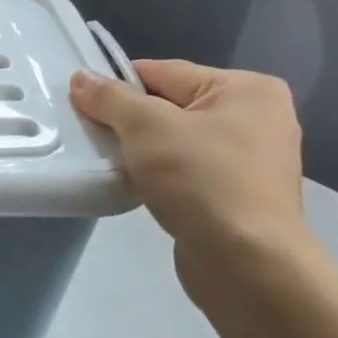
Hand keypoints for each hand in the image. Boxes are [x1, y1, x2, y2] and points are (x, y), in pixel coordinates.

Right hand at [70, 59, 309, 267]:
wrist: (248, 265)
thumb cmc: (202, 180)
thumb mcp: (146, 127)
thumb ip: (110, 98)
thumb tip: (81, 77)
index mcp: (246, 89)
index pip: (162, 72)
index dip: (118, 86)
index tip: (82, 105)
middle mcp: (257, 117)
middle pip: (168, 105)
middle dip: (128, 120)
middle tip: (92, 134)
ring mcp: (250, 159)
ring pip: (174, 139)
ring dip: (140, 149)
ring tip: (110, 161)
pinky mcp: (237, 194)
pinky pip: (185, 169)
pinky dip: (158, 173)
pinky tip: (135, 184)